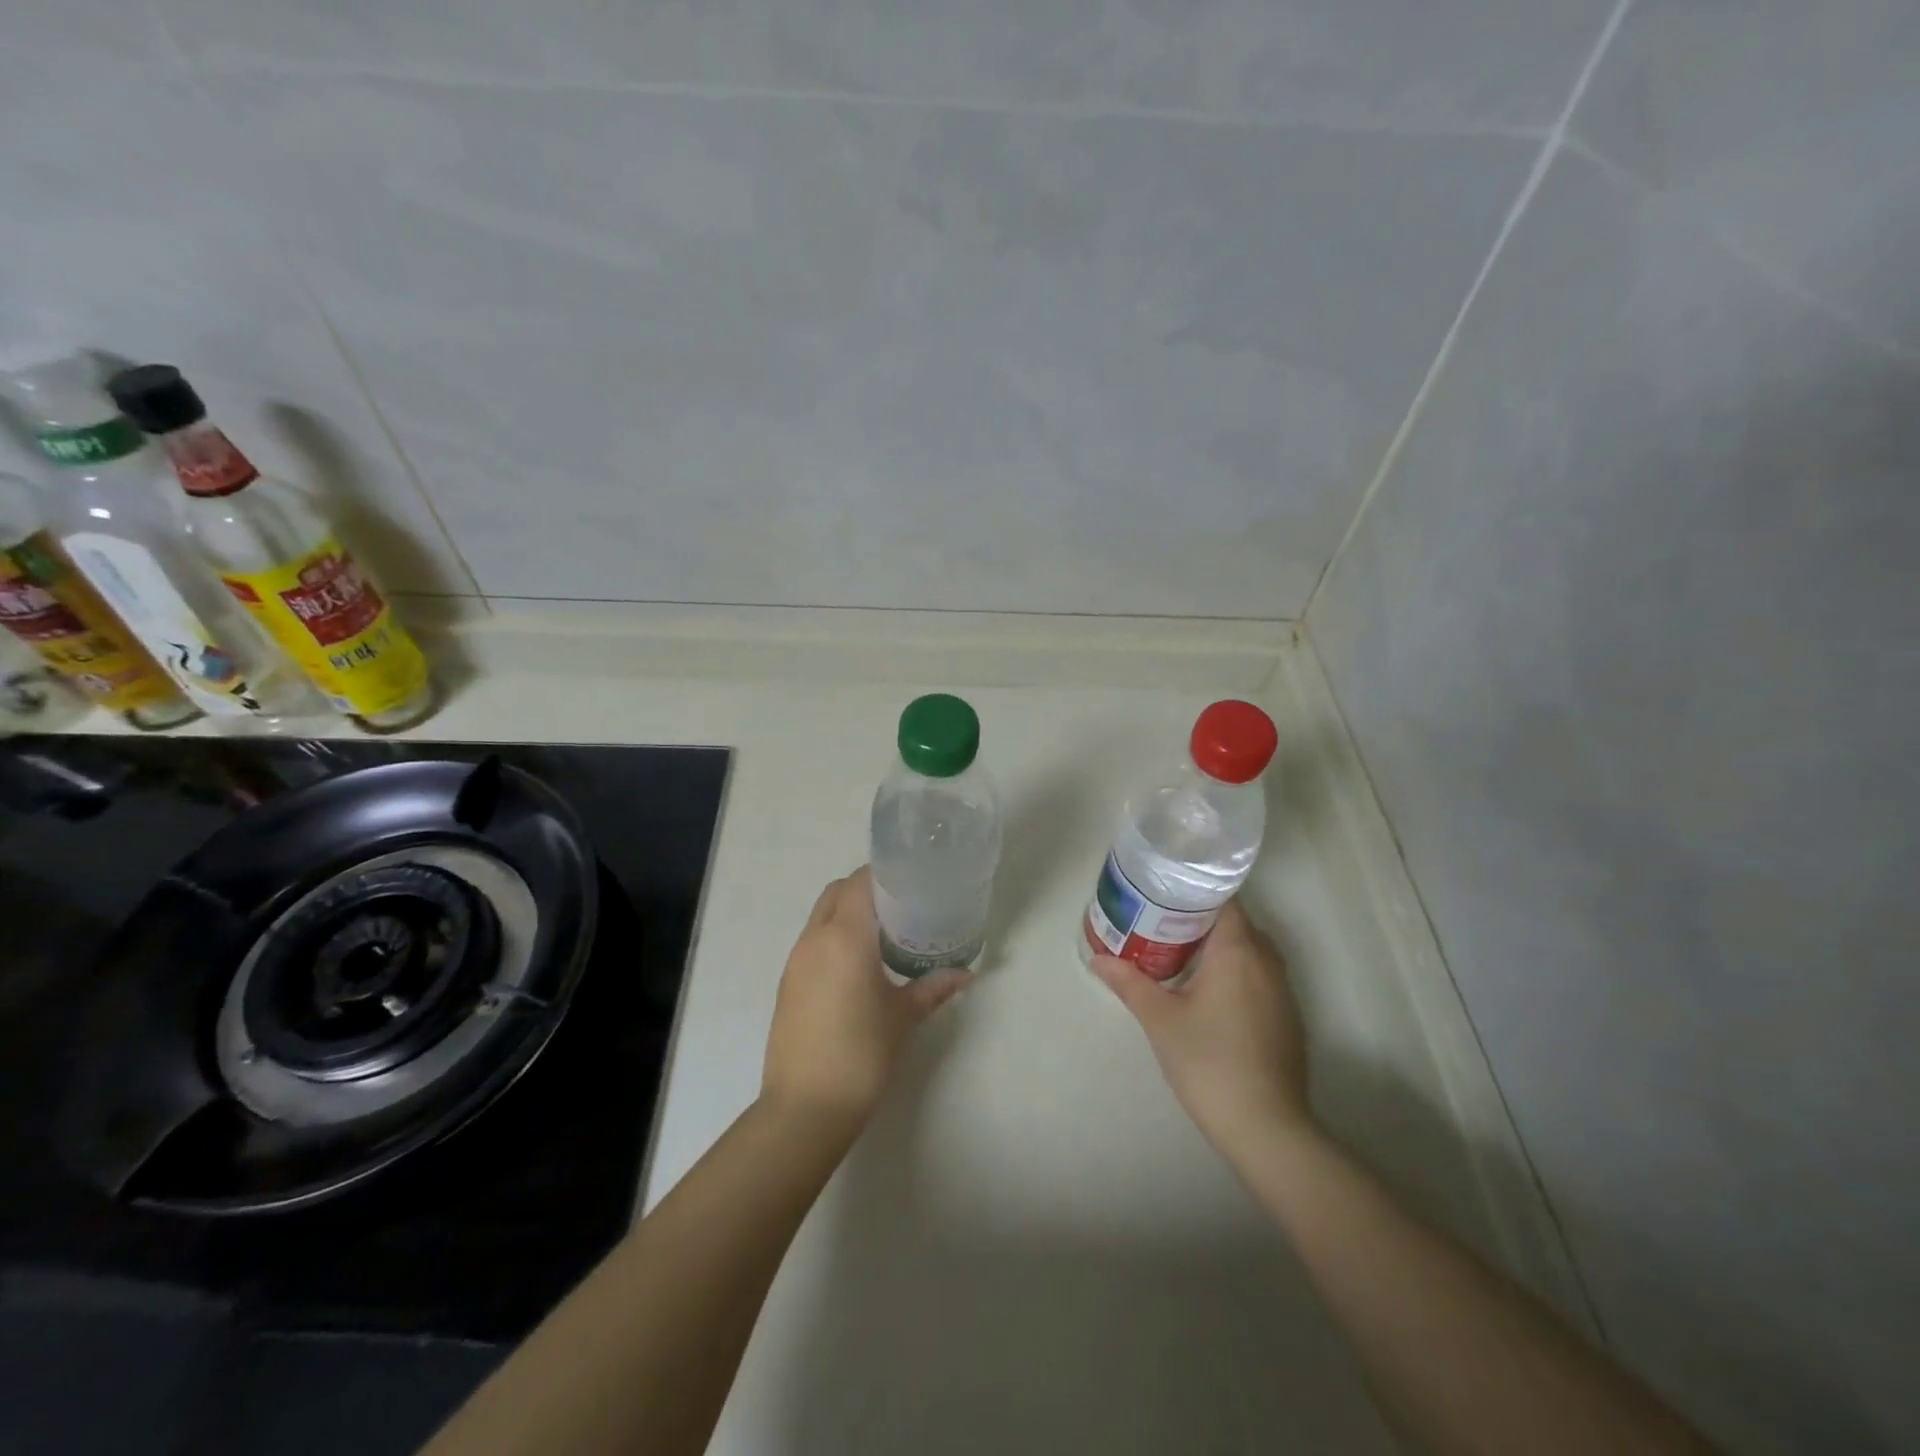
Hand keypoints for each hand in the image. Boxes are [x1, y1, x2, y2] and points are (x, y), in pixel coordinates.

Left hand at [761, 867, 970, 1133]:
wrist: (804, 1109)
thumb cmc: (861, 1055)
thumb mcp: (903, 1018)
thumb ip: (933, 988)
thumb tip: (966, 974)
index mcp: (844, 937)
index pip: (860, 882)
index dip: (885, 874)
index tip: (913, 881)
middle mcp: (814, 939)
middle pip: (837, 892)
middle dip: (866, 889)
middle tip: (902, 907)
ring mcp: (795, 961)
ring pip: (821, 916)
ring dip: (848, 913)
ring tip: (884, 935)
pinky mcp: (787, 983)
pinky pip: (812, 941)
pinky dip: (834, 937)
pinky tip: (859, 966)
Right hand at [1092, 899, 1313, 1163]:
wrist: (1267, 1127)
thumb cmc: (1209, 1062)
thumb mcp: (1160, 1019)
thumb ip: (1128, 983)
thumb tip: (1097, 959)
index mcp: (1238, 949)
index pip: (1222, 898)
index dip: (1193, 891)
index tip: (1162, 893)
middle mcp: (1267, 960)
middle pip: (1234, 921)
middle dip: (1198, 918)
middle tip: (1157, 921)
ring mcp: (1282, 989)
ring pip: (1248, 949)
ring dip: (1216, 946)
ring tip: (1175, 951)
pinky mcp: (1287, 1016)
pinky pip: (1258, 974)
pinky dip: (1233, 970)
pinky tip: (1206, 990)